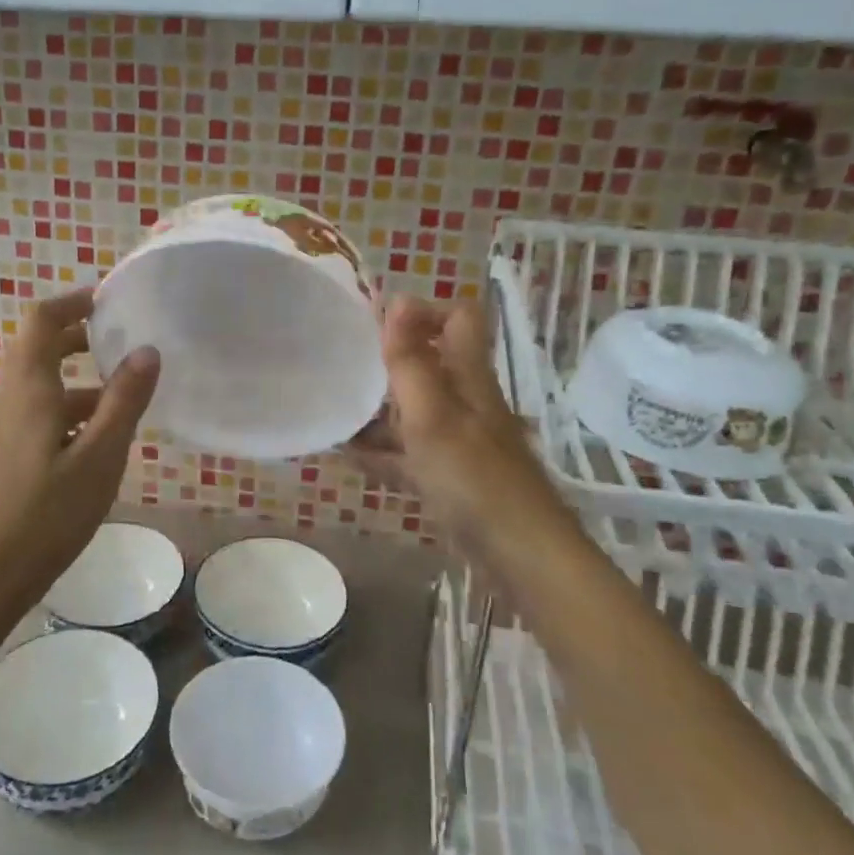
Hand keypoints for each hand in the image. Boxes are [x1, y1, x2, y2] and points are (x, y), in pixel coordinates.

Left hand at [0, 289, 160, 621]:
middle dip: (79, 340)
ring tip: (121, 402)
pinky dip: (64, 411)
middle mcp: (6, 400)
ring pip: (38, 388)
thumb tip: (146, 350)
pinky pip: (33, 416)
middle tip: (121, 345)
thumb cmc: (48, 515)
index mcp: (28, 390)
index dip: (72, 303)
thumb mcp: (100, 457)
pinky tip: (92, 445)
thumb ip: (124, 401)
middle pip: (38, 350)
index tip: (107, 301)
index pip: (41, 321)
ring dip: (77, 383)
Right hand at [348, 296, 546, 529]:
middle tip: (344, 367)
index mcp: (468, 376)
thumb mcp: (433, 416)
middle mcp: (465, 401)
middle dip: (388, 362)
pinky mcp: (448, 478)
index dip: (422, 312)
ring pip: (414, 411)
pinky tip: (348, 456)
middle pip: (429, 364)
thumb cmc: (473, 478)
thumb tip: (397, 299)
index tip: (377, 326)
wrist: (519, 555)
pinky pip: (408, 454)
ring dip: (379, 410)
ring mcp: (457, 441)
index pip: (457, 319)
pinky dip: (381, 452)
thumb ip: (411, 361)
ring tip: (334, 410)